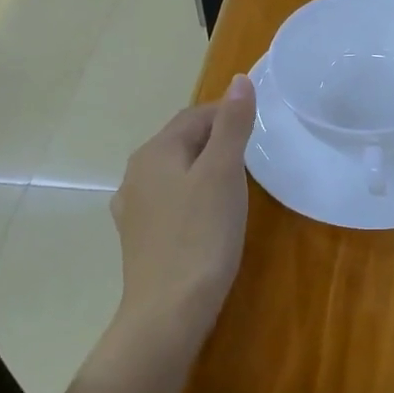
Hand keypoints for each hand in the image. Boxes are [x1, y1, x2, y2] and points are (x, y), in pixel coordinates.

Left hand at [110, 74, 255, 335]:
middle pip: (183, 141)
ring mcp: (134, 207)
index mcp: (156, 151)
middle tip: (253, 160)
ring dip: (204, 170)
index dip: (229, 116)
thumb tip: (239, 80)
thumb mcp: (225, 172)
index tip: (260, 132)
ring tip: (234, 188)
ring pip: (176, 172)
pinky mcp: (139, 237)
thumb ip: (233, 124)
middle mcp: (136, 172)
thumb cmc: (202, 235)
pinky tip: (205, 216)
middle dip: (217, 141)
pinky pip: (170, 201)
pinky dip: (192, 198)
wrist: (168, 312)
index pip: (197, 115)